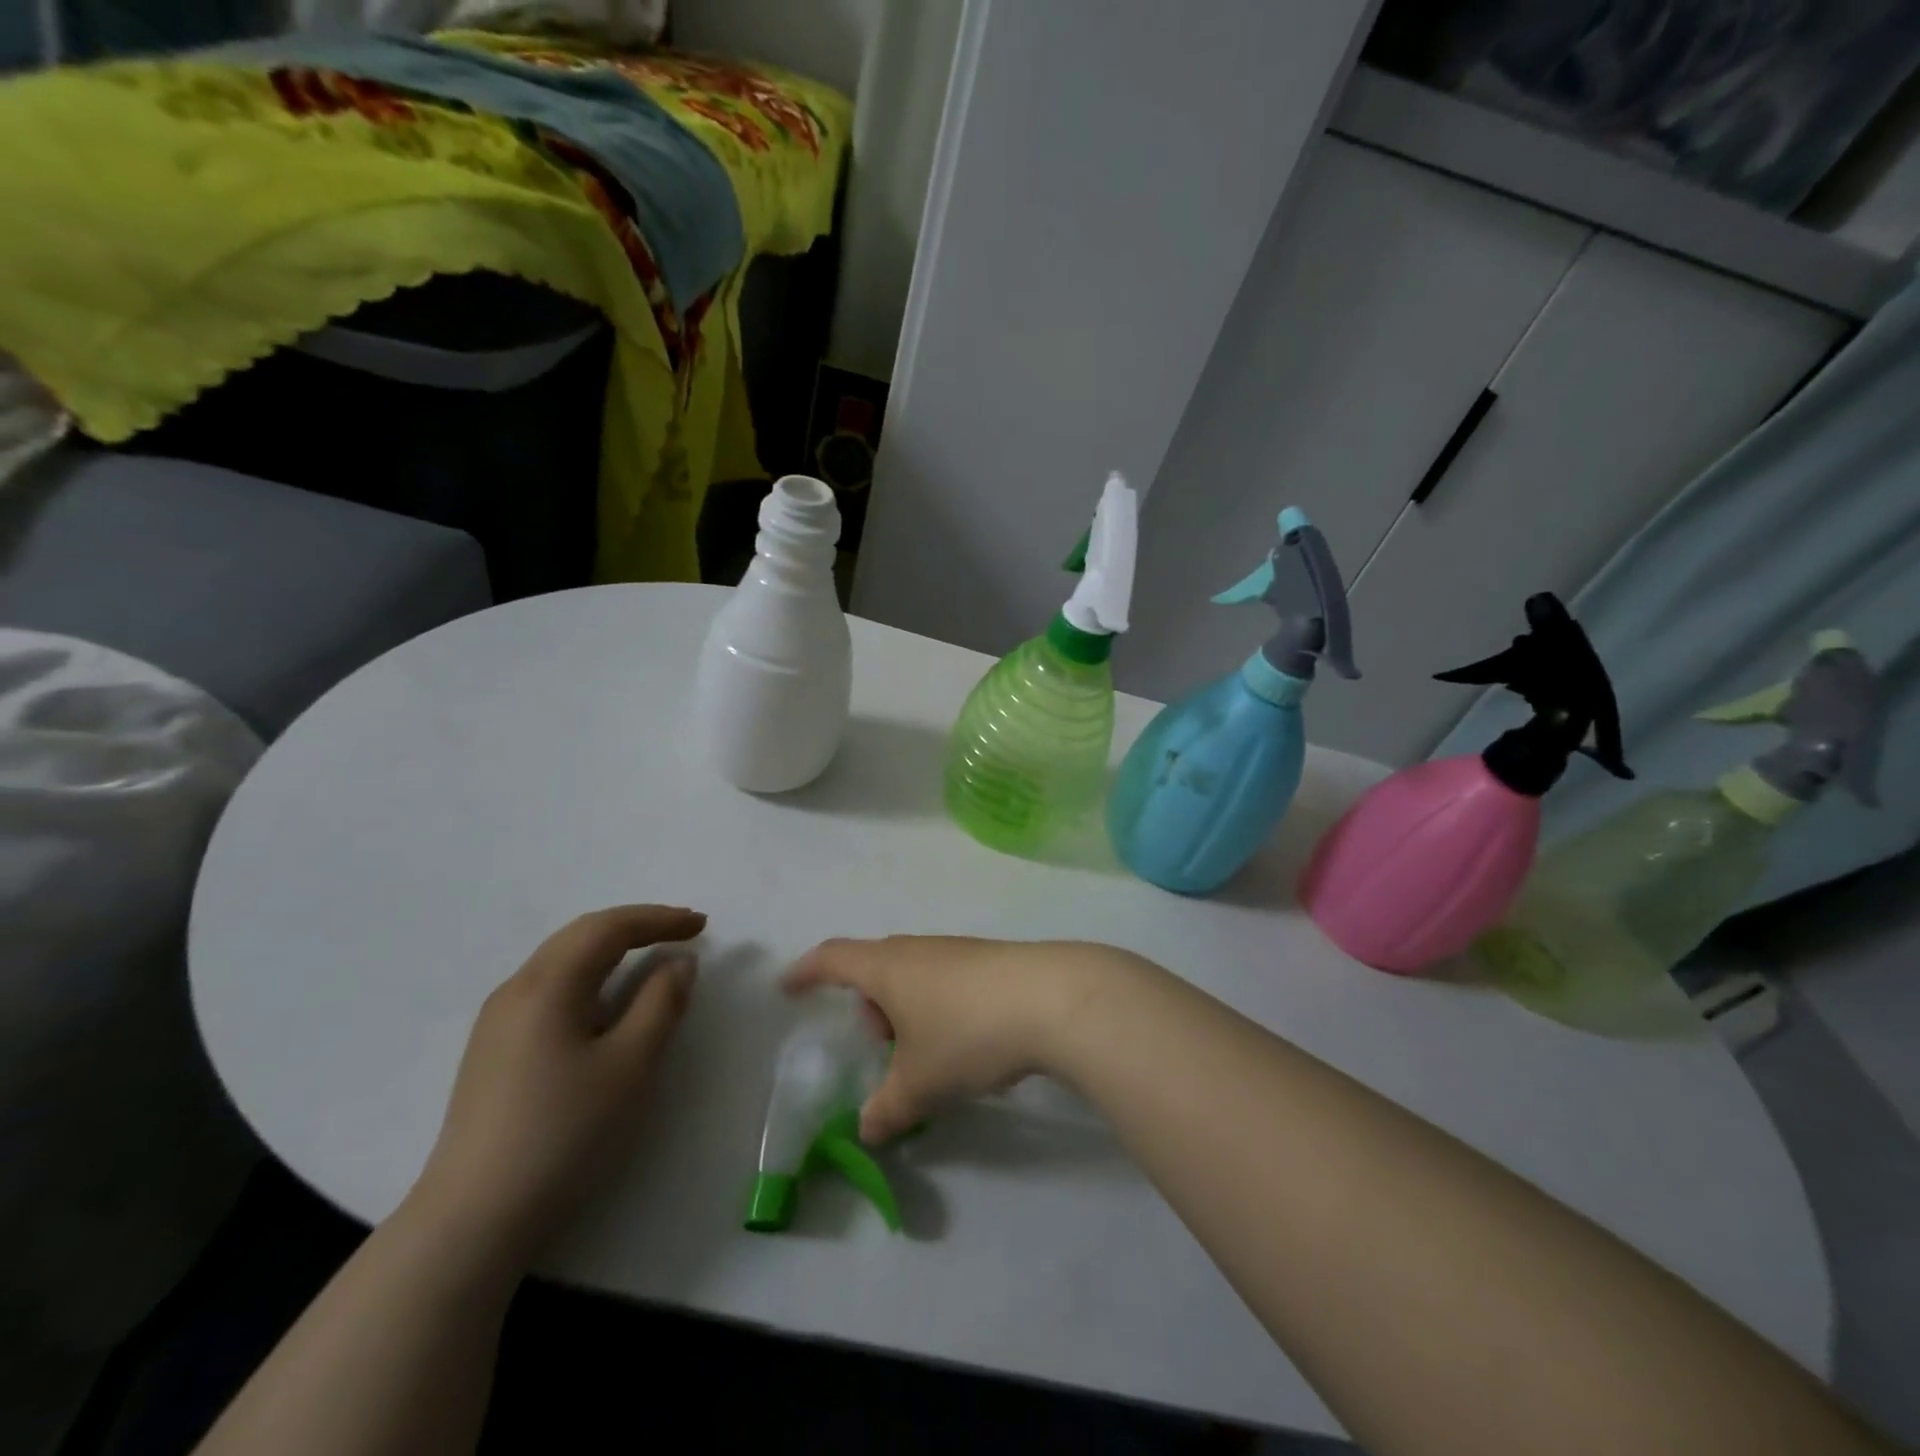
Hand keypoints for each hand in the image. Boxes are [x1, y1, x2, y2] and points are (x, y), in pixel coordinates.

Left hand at [410, 905, 705, 1265]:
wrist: (473, 1219)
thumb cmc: (564, 1133)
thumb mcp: (631, 1064)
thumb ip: (661, 1003)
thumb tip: (678, 963)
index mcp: (548, 985)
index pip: (609, 928)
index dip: (659, 919)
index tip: (702, 925)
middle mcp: (516, 989)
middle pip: (580, 935)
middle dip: (635, 926)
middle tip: (682, 931)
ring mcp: (497, 1021)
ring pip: (561, 960)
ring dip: (610, 948)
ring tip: (651, 956)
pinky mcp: (494, 1050)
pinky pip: (549, 987)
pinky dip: (589, 975)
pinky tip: (605, 999)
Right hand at [782, 936, 1147, 1142]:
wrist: (1054, 999)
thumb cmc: (968, 1032)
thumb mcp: (920, 1083)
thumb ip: (887, 1110)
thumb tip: (868, 1131)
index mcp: (888, 967)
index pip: (833, 958)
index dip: (806, 972)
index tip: (787, 986)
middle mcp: (919, 950)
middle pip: (877, 968)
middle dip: (869, 1005)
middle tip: (878, 1045)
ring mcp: (958, 952)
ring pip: (915, 976)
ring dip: (908, 1010)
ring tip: (924, 1055)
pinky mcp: (992, 962)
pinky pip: (947, 982)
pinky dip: (940, 1009)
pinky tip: (966, 1046)